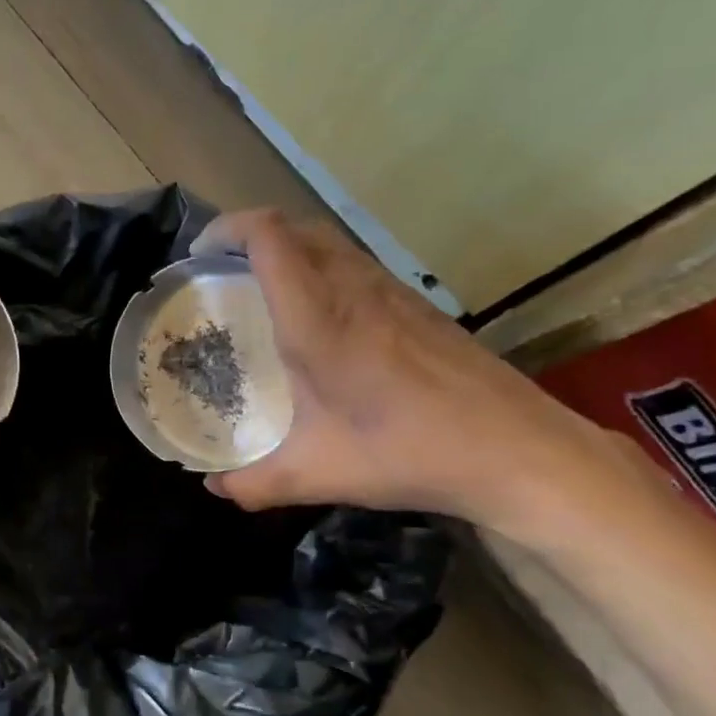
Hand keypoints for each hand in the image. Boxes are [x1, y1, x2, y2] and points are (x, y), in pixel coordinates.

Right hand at [191, 210, 611, 527]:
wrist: (516, 451)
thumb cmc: (407, 452)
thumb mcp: (317, 474)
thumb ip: (254, 483)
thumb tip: (214, 487)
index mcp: (319, 319)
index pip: (269, 238)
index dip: (227, 230)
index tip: (198, 256)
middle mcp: (354, 290)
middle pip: (296, 228)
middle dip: (250, 235)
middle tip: (220, 273)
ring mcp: (392, 292)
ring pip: (329, 242)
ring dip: (288, 250)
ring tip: (261, 292)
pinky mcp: (417, 306)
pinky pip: (355, 265)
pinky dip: (321, 269)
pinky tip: (320, 320)